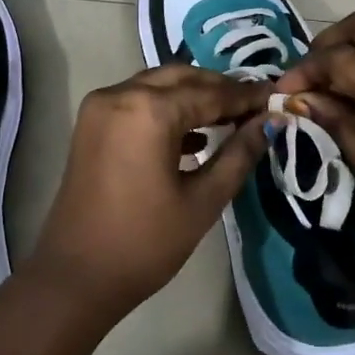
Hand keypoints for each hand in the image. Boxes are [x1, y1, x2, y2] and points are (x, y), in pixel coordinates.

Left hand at [23, 65, 271, 323]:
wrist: (77, 277)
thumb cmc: (145, 243)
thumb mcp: (203, 201)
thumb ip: (238, 155)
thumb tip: (268, 123)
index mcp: (148, 110)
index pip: (210, 93)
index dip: (247, 97)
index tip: (278, 99)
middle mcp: (120, 94)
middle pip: (181, 77)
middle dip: (219, 89)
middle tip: (255, 108)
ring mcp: (100, 107)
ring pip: (157, 85)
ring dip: (193, 96)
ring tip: (231, 119)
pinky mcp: (91, 124)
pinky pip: (136, 101)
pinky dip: (166, 109)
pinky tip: (195, 136)